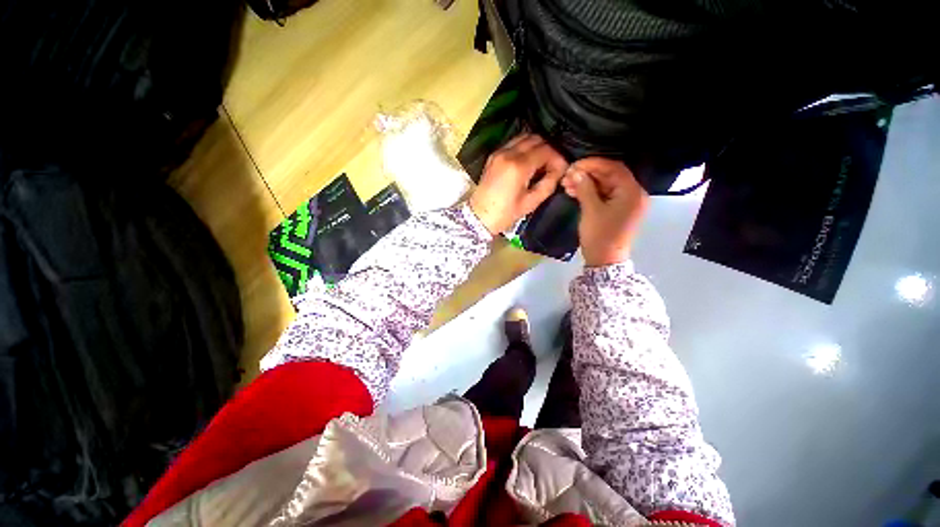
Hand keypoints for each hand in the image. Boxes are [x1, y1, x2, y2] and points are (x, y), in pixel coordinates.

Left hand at [469, 133, 568, 233]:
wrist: (479, 217)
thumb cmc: (505, 214)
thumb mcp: (530, 203)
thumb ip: (548, 184)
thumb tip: (559, 170)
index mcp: (518, 166)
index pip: (546, 150)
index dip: (558, 158)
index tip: (561, 169)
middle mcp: (508, 153)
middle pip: (536, 139)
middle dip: (548, 150)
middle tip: (552, 166)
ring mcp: (499, 152)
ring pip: (524, 137)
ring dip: (536, 146)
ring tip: (541, 164)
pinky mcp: (493, 156)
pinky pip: (513, 143)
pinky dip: (524, 148)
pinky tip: (528, 162)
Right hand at [560, 157, 648, 266]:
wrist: (605, 261)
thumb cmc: (600, 236)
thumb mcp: (590, 210)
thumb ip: (584, 188)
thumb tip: (574, 172)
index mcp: (632, 192)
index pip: (614, 168)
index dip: (593, 164)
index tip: (574, 165)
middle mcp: (634, 194)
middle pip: (610, 176)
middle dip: (588, 174)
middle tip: (567, 175)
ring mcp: (627, 202)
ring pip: (606, 185)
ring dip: (587, 183)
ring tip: (567, 185)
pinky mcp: (619, 210)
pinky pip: (606, 195)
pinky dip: (591, 193)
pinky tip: (575, 192)